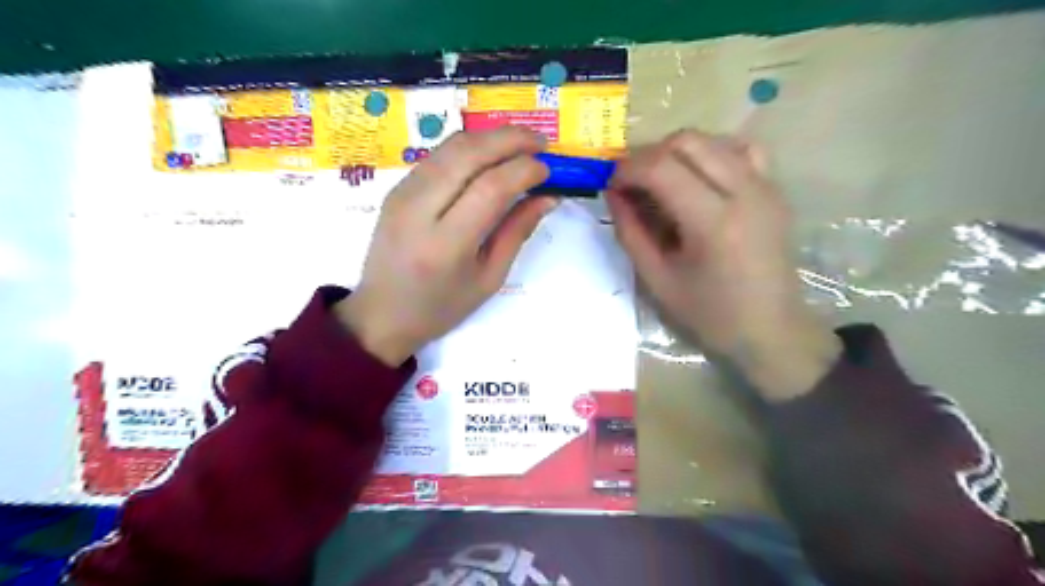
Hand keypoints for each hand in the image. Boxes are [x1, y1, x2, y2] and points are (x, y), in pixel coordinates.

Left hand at [339, 128, 558, 366]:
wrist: (381, 313)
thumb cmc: (441, 307)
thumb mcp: (489, 278)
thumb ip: (517, 233)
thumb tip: (548, 197)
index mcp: (446, 245)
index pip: (490, 188)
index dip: (523, 170)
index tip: (547, 170)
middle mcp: (419, 210)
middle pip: (469, 154)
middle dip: (510, 139)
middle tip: (540, 141)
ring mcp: (402, 194)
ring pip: (451, 146)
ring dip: (490, 137)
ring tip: (520, 143)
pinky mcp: (396, 188)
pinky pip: (438, 155)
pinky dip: (469, 147)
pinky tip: (489, 155)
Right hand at [605, 131, 837, 400]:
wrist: (772, 330)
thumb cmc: (710, 315)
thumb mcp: (657, 280)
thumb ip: (630, 232)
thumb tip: (613, 193)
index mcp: (713, 222)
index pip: (661, 167)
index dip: (627, 169)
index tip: (611, 185)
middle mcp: (744, 191)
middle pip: (687, 141)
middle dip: (649, 155)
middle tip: (632, 184)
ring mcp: (765, 186)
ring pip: (712, 139)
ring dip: (677, 152)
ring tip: (660, 182)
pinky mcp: (774, 189)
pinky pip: (739, 150)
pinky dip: (710, 154)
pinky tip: (698, 179)